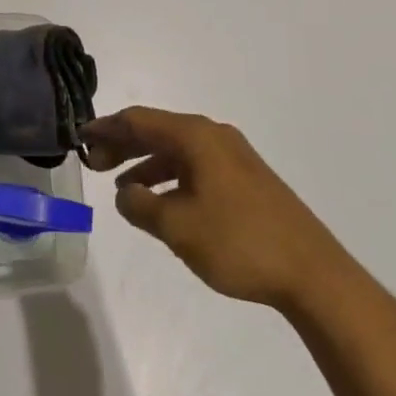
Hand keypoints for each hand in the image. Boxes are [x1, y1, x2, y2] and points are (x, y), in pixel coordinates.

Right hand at [84, 106, 355, 312]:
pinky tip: (162, 202)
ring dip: (146, 164)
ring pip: (177, 150)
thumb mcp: (178, 226)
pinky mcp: (247, 180)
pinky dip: (170, 177)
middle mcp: (214, 136)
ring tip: (122, 187)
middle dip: (123, 145)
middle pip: (157, 131)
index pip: (139, 120)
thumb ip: (141, 206)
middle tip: (95, 164)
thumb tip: (126, 194)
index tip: (80, 137)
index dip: (107, 128)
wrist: (315, 275)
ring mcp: (234, 157)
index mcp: (196, 136)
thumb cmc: (239, 243)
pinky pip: (195, 166)